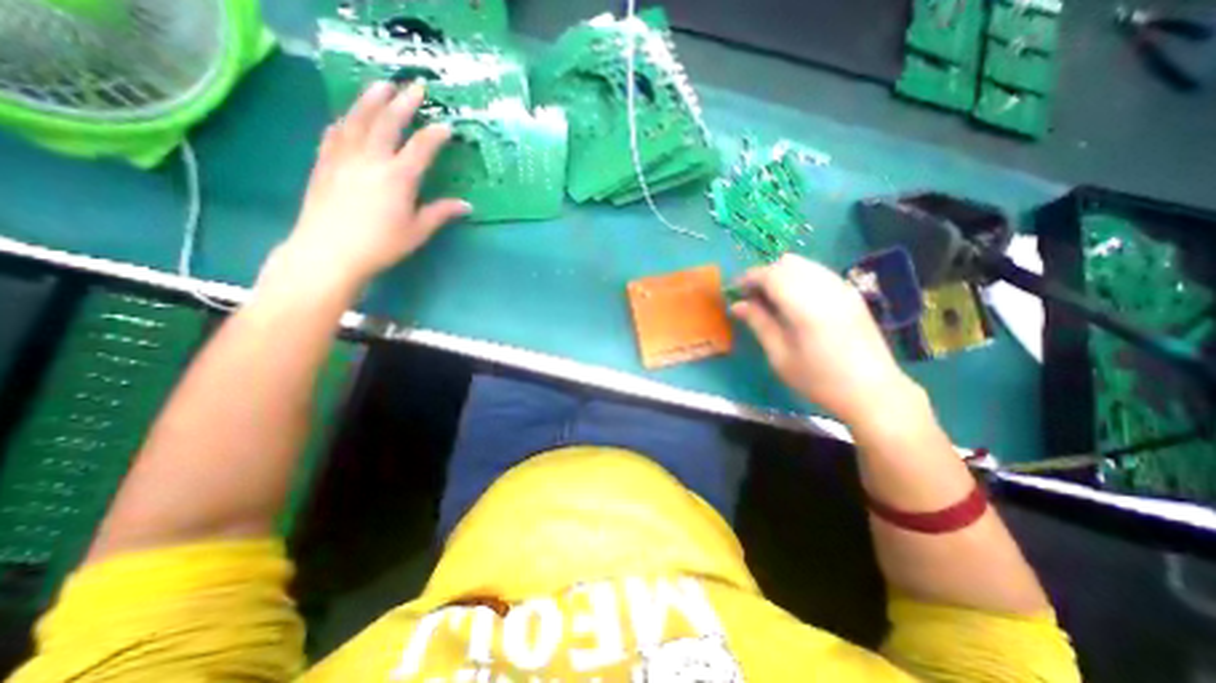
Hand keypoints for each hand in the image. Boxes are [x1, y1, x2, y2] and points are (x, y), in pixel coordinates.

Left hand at [273, 79, 471, 292]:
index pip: (421, 148)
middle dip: (404, 102)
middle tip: (416, 85)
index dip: (436, 135)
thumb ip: (440, 213)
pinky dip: (344, 121)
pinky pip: (335, 134)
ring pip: (358, 120)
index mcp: (398, 177)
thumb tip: (466, 205)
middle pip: (388, 122)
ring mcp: (344, 157)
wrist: (329, 251)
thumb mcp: (417, 231)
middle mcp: (371, 159)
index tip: (447, 125)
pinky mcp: (324, 163)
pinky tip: (347, 117)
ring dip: (371, 99)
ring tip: (381, 85)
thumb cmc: (381, 245)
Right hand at [731, 253, 910, 426]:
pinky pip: (818, 272)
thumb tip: (737, 305)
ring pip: (803, 264)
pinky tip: (794, 301)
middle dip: (764, 274)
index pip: (770, 275)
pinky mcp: (851, 293)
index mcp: (805, 306)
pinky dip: (798, 277)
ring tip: (770, 299)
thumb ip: (759, 324)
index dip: (748, 278)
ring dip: (781, 274)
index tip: (735, 291)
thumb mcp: (780, 356)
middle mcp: (825, 288)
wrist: (873, 391)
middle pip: (786, 263)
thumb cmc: (819, 379)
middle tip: (751, 297)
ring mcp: (842, 287)